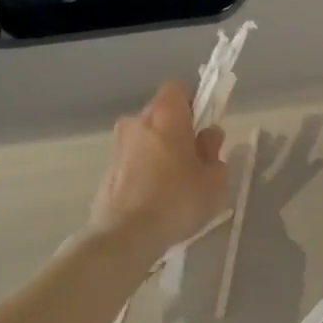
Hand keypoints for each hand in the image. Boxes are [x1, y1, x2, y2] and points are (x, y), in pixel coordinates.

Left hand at [89, 82, 229, 257]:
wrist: (126, 234)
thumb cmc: (178, 200)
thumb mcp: (214, 179)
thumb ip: (214, 151)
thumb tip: (208, 135)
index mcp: (165, 115)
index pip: (178, 88)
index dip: (194, 102)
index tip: (205, 126)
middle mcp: (137, 121)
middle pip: (161, 113)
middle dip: (179, 129)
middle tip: (196, 158)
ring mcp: (118, 145)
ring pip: (147, 137)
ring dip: (162, 150)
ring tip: (177, 183)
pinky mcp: (107, 169)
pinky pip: (134, 158)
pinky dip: (146, 168)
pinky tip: (157, 196)